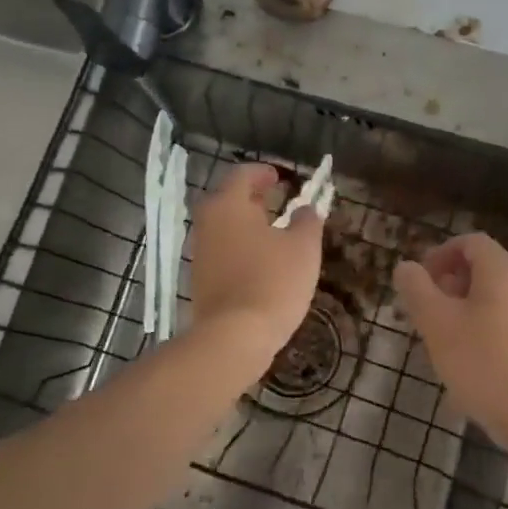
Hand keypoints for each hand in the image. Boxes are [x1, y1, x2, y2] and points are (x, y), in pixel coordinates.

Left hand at [187, 164, 323, 359]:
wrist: (234, 336)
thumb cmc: (273, 281)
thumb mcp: (303, 247)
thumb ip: (307, 221)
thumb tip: (306, 209)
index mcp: (228, 205)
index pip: (242, 174)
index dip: (263, 173)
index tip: (281, 178)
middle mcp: (207, 223)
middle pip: (228, 200)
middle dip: (253, 198)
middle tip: (277, 201)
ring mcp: (200, 253)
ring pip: (224, 227)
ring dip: (246, 225)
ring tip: (273, 233)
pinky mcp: (200, 280)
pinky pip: (222, 252)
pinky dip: (240, 248)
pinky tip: (260, 263)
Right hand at [392, 233, 507, 460]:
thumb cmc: (482, 364)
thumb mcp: (436, 324)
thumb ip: (416, 288)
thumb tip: (407, 267)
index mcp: (503, 270)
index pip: (470, 242)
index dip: (440, 254)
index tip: (420, 280)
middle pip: (484, 268)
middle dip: (450, 283)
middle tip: (426, 312)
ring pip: (497, 296)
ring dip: (467, 307)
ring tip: (444, 338)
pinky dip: (487, 326)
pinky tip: (471, 360)